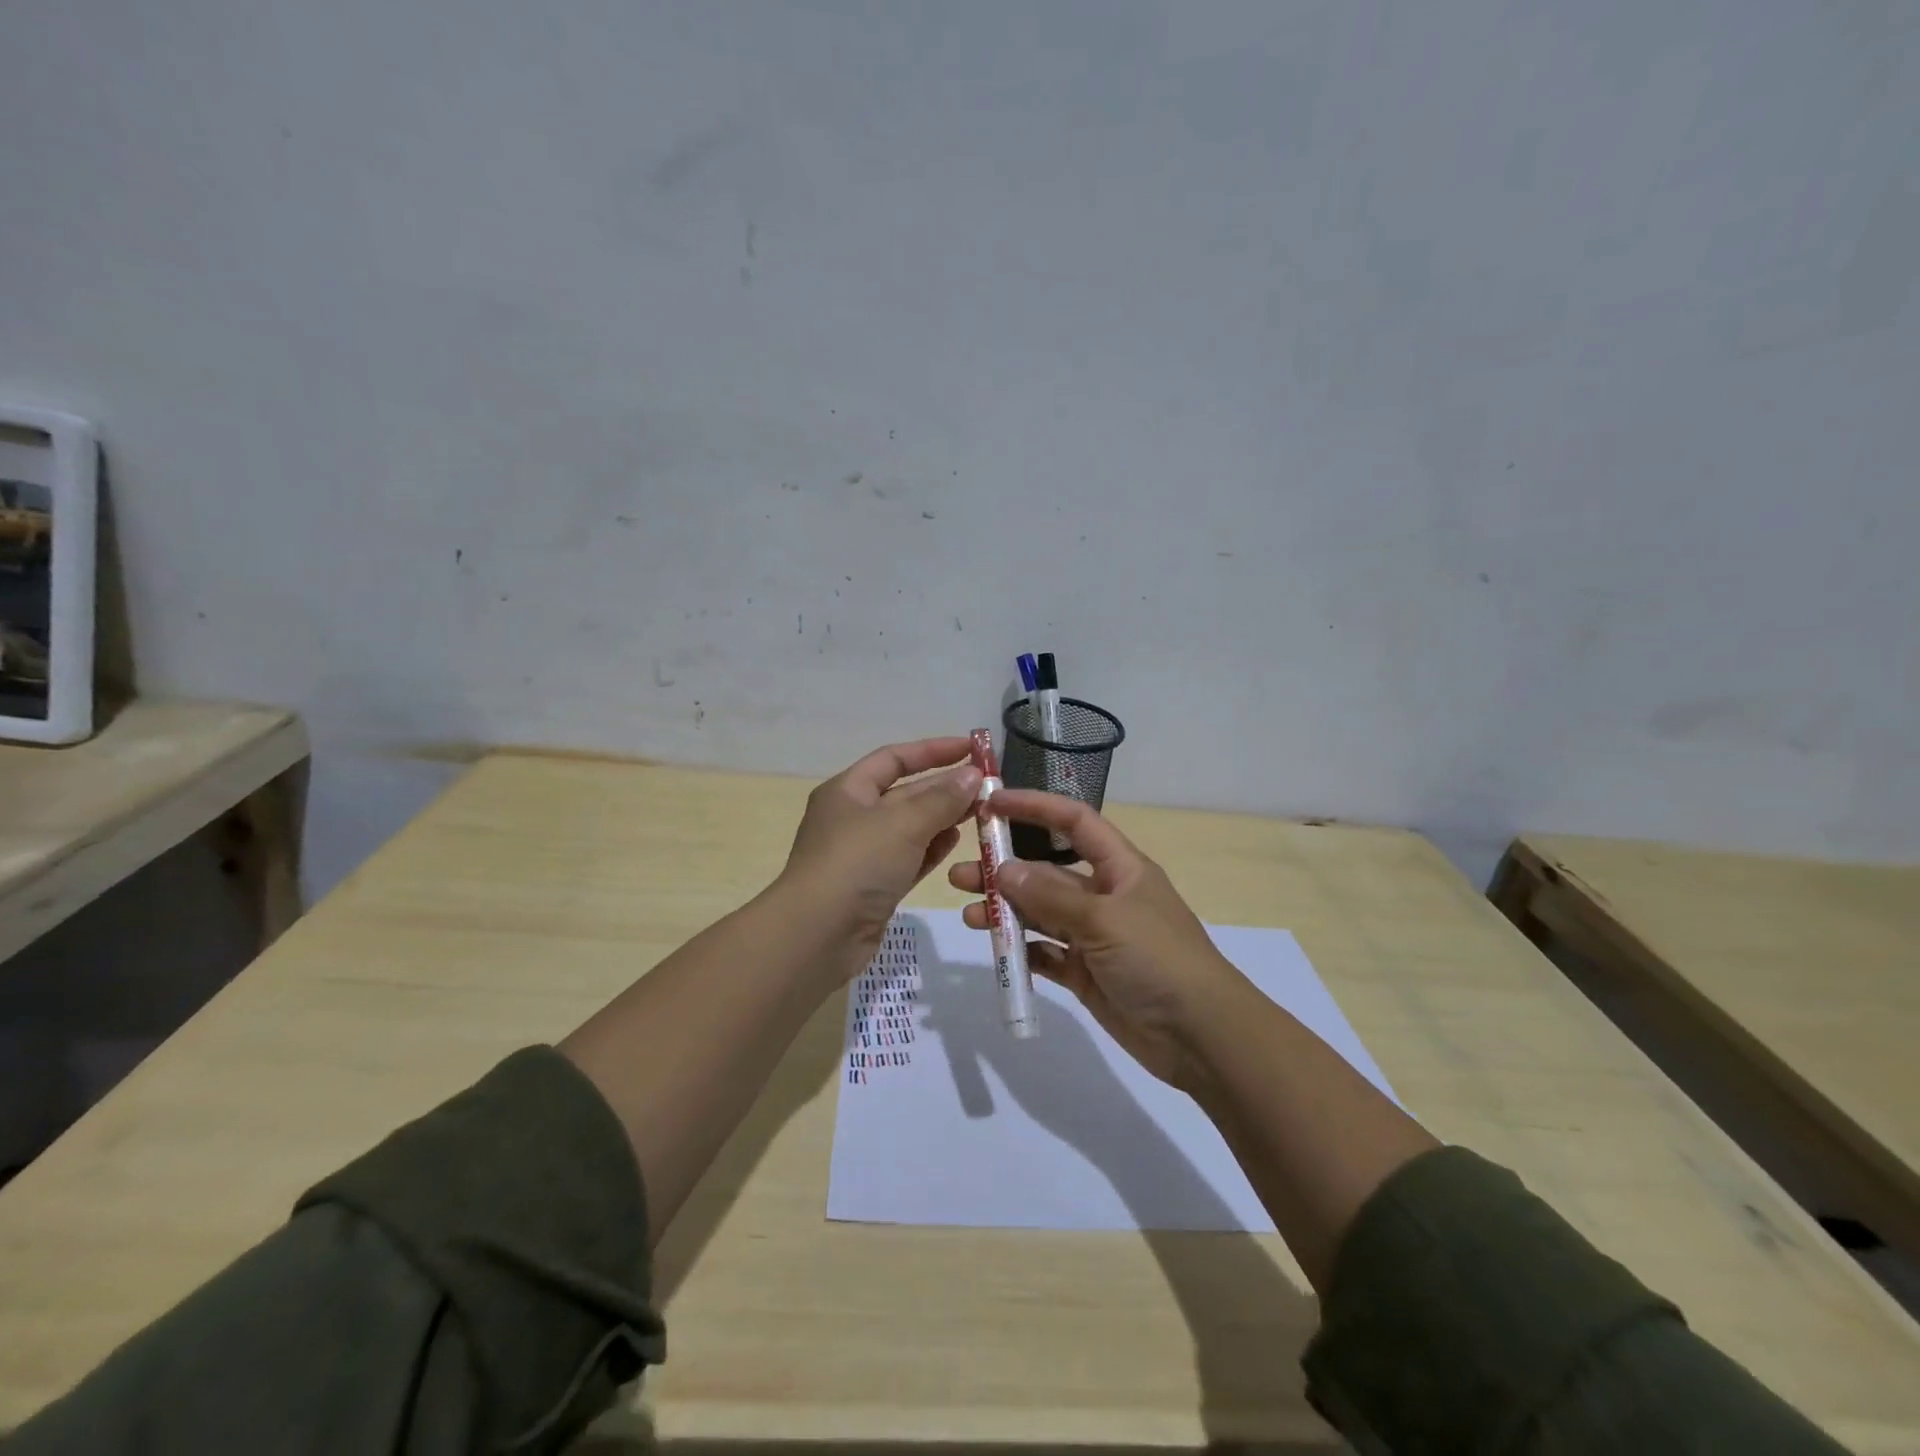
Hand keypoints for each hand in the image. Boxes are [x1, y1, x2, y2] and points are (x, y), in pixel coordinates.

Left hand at [779, 737, 981, 965]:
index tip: (972, 749)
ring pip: (910, 827)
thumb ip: (942, 798)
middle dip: (945, 787)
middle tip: (988, 787)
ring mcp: (863, 854)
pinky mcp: (874, 887)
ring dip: (943, 817)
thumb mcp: (903, 822)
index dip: (933, 750)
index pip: (894, 758)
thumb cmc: (857, 863)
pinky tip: (957, 842)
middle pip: (905, 792)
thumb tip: (973, 775)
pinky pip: (909, 858)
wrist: (817, 936)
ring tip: (981, 812)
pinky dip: (931, 848)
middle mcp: (853, 817)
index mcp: (848, 790)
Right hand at [948, 790, 1249, 1090]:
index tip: (992, 804)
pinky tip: (998, 952)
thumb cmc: (1159, 959)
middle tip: (961, 875)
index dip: (1034, 807)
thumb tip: (1004, 870)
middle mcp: (1105, 896)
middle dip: (1006, 869)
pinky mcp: (1086, 973)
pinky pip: (1046, 954)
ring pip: (1041, 914)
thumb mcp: (1104, 920)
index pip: (1074, 822)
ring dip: (1007, 911)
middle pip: (1047, 872)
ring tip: (970, 915)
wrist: (1201, 1036)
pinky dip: (1022, 952)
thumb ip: (1051, 896)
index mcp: (1120, 868)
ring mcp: (1094, 937)